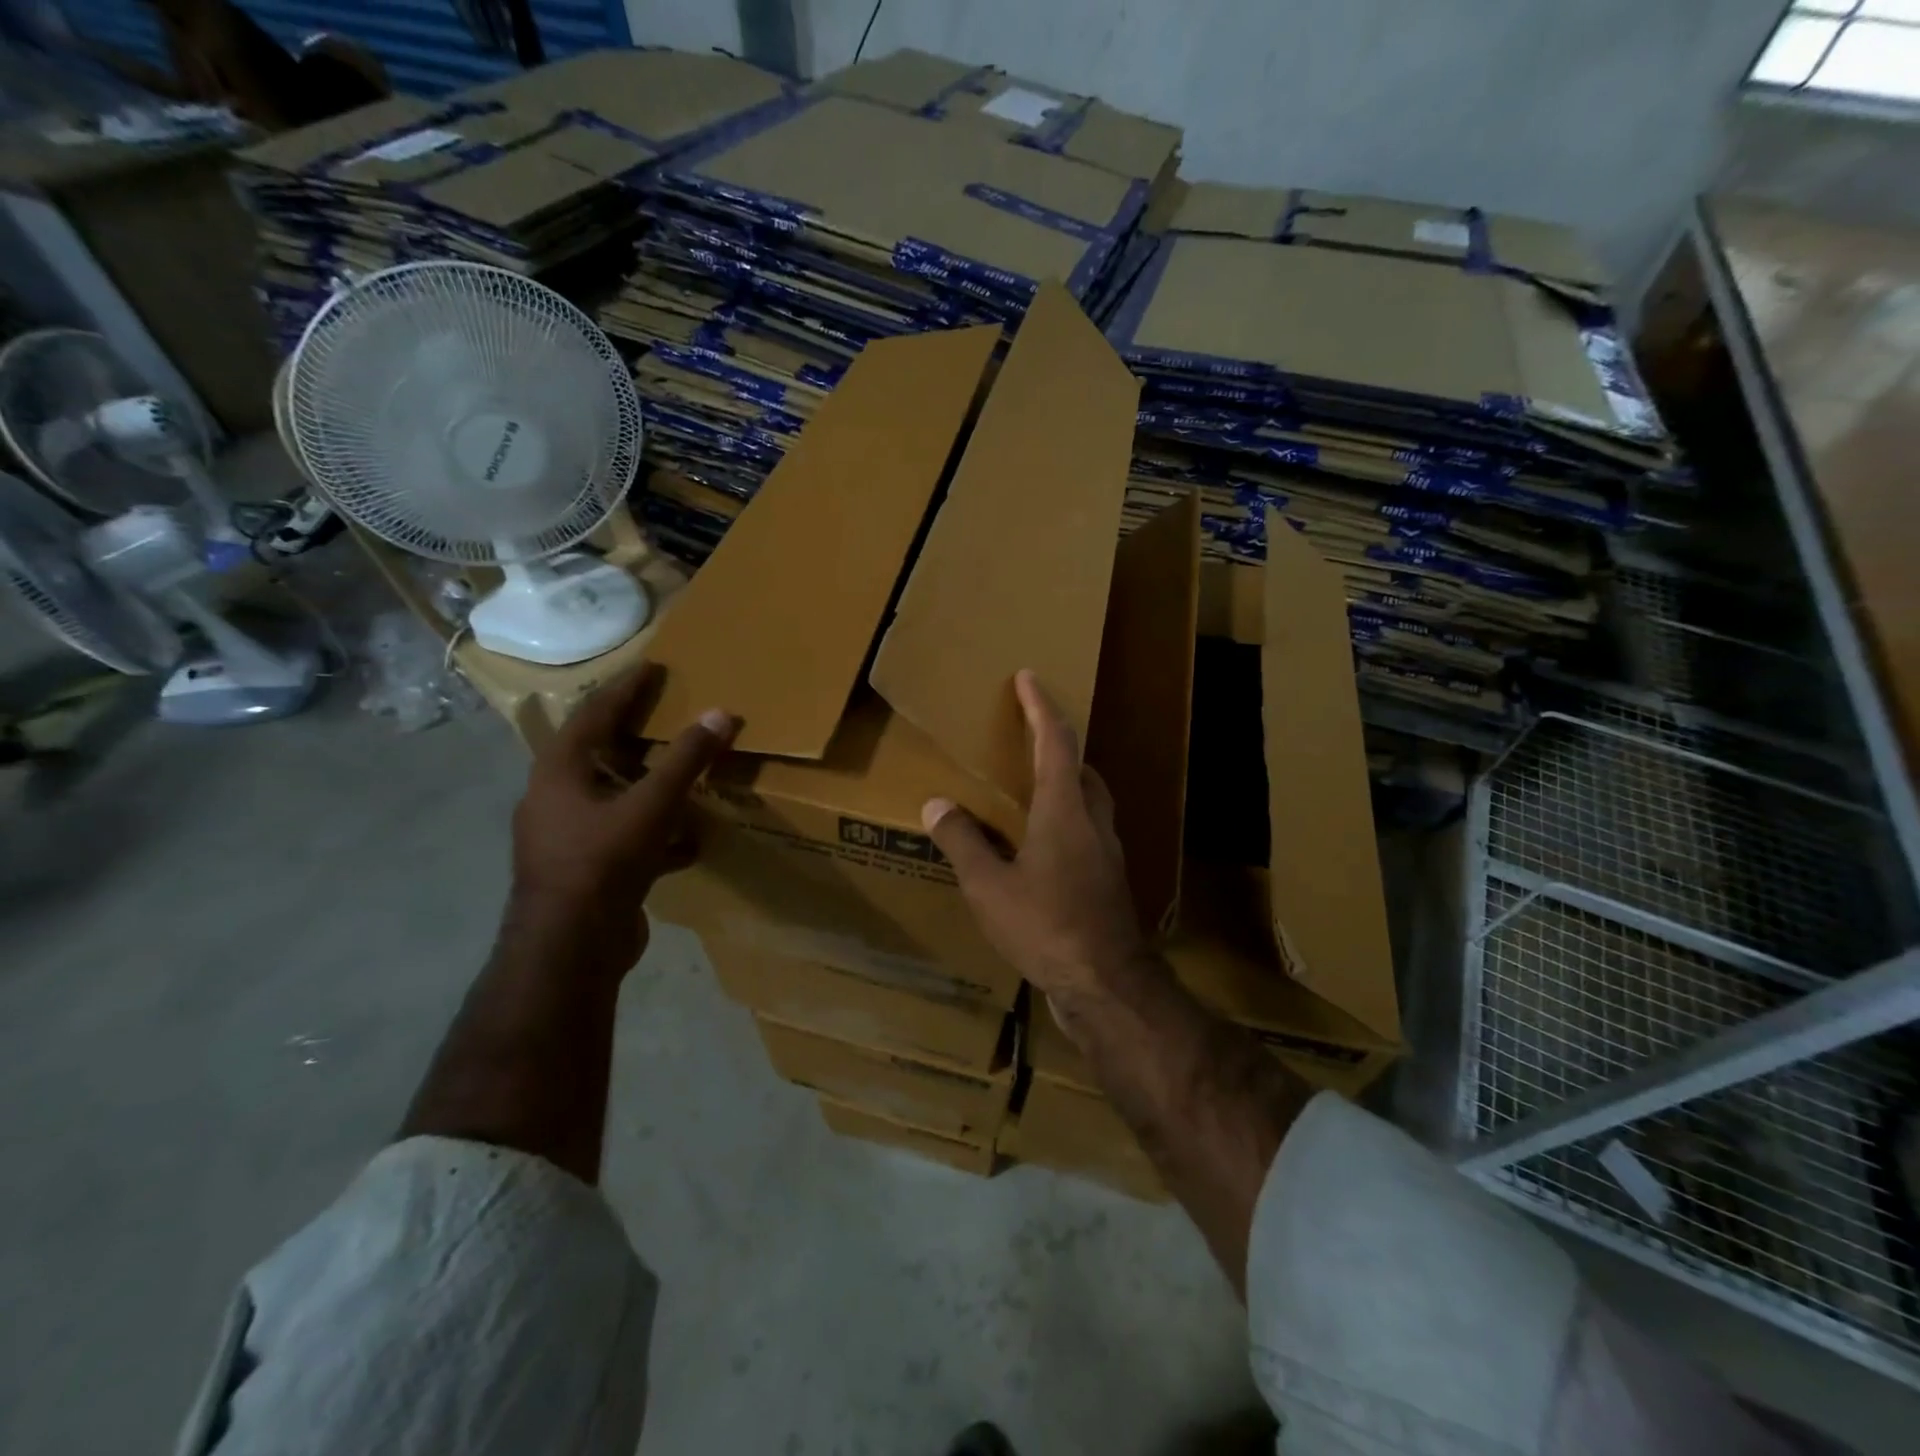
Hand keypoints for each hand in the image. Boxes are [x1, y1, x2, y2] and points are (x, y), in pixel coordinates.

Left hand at [509, 663, 738, 973]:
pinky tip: (690, 841)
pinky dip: (656, 832)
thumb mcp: (651, 805)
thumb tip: (721, 713)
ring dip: (648, 785)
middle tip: (669, 714)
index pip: (593, 713)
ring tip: (684, 773)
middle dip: (635, 735)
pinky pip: (626, 837)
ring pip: (613, 797)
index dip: (625, 688)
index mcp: (559, 771)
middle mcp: (556, 797)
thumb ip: (686, 759)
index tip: (652, 667)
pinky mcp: (587, 870)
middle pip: (599, 753)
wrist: (570, 949)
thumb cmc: (602, 862)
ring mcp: (569, 837)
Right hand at [921, 670, 1151, 1015]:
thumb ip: (963, 842)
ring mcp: (1107, 851)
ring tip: (1033, 783)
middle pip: (1080, 766)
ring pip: (1089, 798)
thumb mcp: (990, 887)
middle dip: (1057, 742)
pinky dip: (1067, 815)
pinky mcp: (1109, 878)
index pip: (1056, 742)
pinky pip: (1088, 828)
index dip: (1041, 707)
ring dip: (1065, 779)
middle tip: (1028, 733)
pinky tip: (1044, 842)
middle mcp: (1093, 821)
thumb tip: (937, 805)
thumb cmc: (1047, 927)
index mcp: (1064, 810)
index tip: (1029, 678)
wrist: (1106, 983)